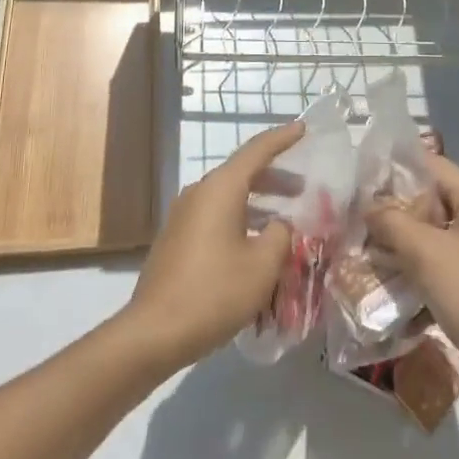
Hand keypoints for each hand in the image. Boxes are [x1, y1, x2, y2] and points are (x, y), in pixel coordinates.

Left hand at [118, 120, 302, 372]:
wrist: (155, 331)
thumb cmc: (214, 292)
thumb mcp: (262, 265)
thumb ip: (280, 236)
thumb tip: (279, 225)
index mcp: (220, 188)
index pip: (257, 151)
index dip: (282, 138)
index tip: (303, 127)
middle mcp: (200, 192)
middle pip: (242, 172)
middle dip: (274, 176)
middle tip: (303, 187)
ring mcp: (184, 214)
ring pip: (228, 195)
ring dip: (258, 201)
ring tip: (285, 218)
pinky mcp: (178, 237)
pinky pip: (216, 214)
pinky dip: (240, 217)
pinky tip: (255, 242)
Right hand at [367, 155, 458, 412]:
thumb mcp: (426, 254)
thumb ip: (392, 222)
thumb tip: (368, 207)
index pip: (431, 165)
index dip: (396, 169)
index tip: (362, 183)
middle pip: (431, 200)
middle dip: (395, 212)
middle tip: (359, 222)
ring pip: (434, 235)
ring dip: (403, 244)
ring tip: (367, 253)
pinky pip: (443, 263)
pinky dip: (419, 269)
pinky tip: (391, 285)